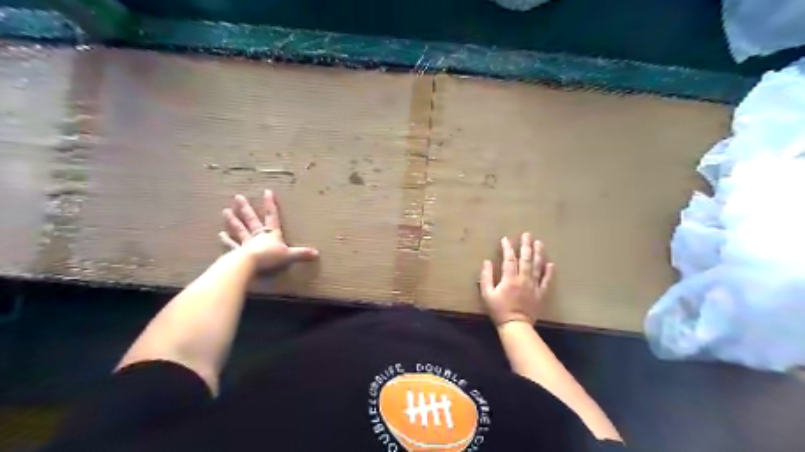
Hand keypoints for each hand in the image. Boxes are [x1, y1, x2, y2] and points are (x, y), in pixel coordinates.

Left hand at [220, 191, 322, 271]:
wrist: (250, 264)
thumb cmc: (270, 257)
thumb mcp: (289, 255)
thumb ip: (301, 253)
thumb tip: (317, 253)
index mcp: (271, 234)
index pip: (271, 216)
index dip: (270, 204)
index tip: (267, 191)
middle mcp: (258, 235)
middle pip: (251, 219)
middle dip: (246, 208)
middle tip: (238, 197)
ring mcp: (246, 242)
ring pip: (239, 229)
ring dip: (233, 220)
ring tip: (225, 211)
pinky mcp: (237, 252)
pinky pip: (231, 244)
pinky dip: (225, 240)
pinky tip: (219, 234)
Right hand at [477, 234, 554, 328]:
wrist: (516, 326)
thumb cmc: (499, 310)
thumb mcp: (487, 294)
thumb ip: (486, 277)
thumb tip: (487, 262)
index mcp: (509, 278)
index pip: (509, 259)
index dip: (507, 248)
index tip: (506, 239)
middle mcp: (523, 279)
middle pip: (525, 259)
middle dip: (525, 245)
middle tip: (527, 235)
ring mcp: (534, 286)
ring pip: (537, 266)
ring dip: (538, 253)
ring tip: (539, 243)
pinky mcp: (541, 293)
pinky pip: (546, 281)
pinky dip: (549, 272)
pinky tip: (550, 264)